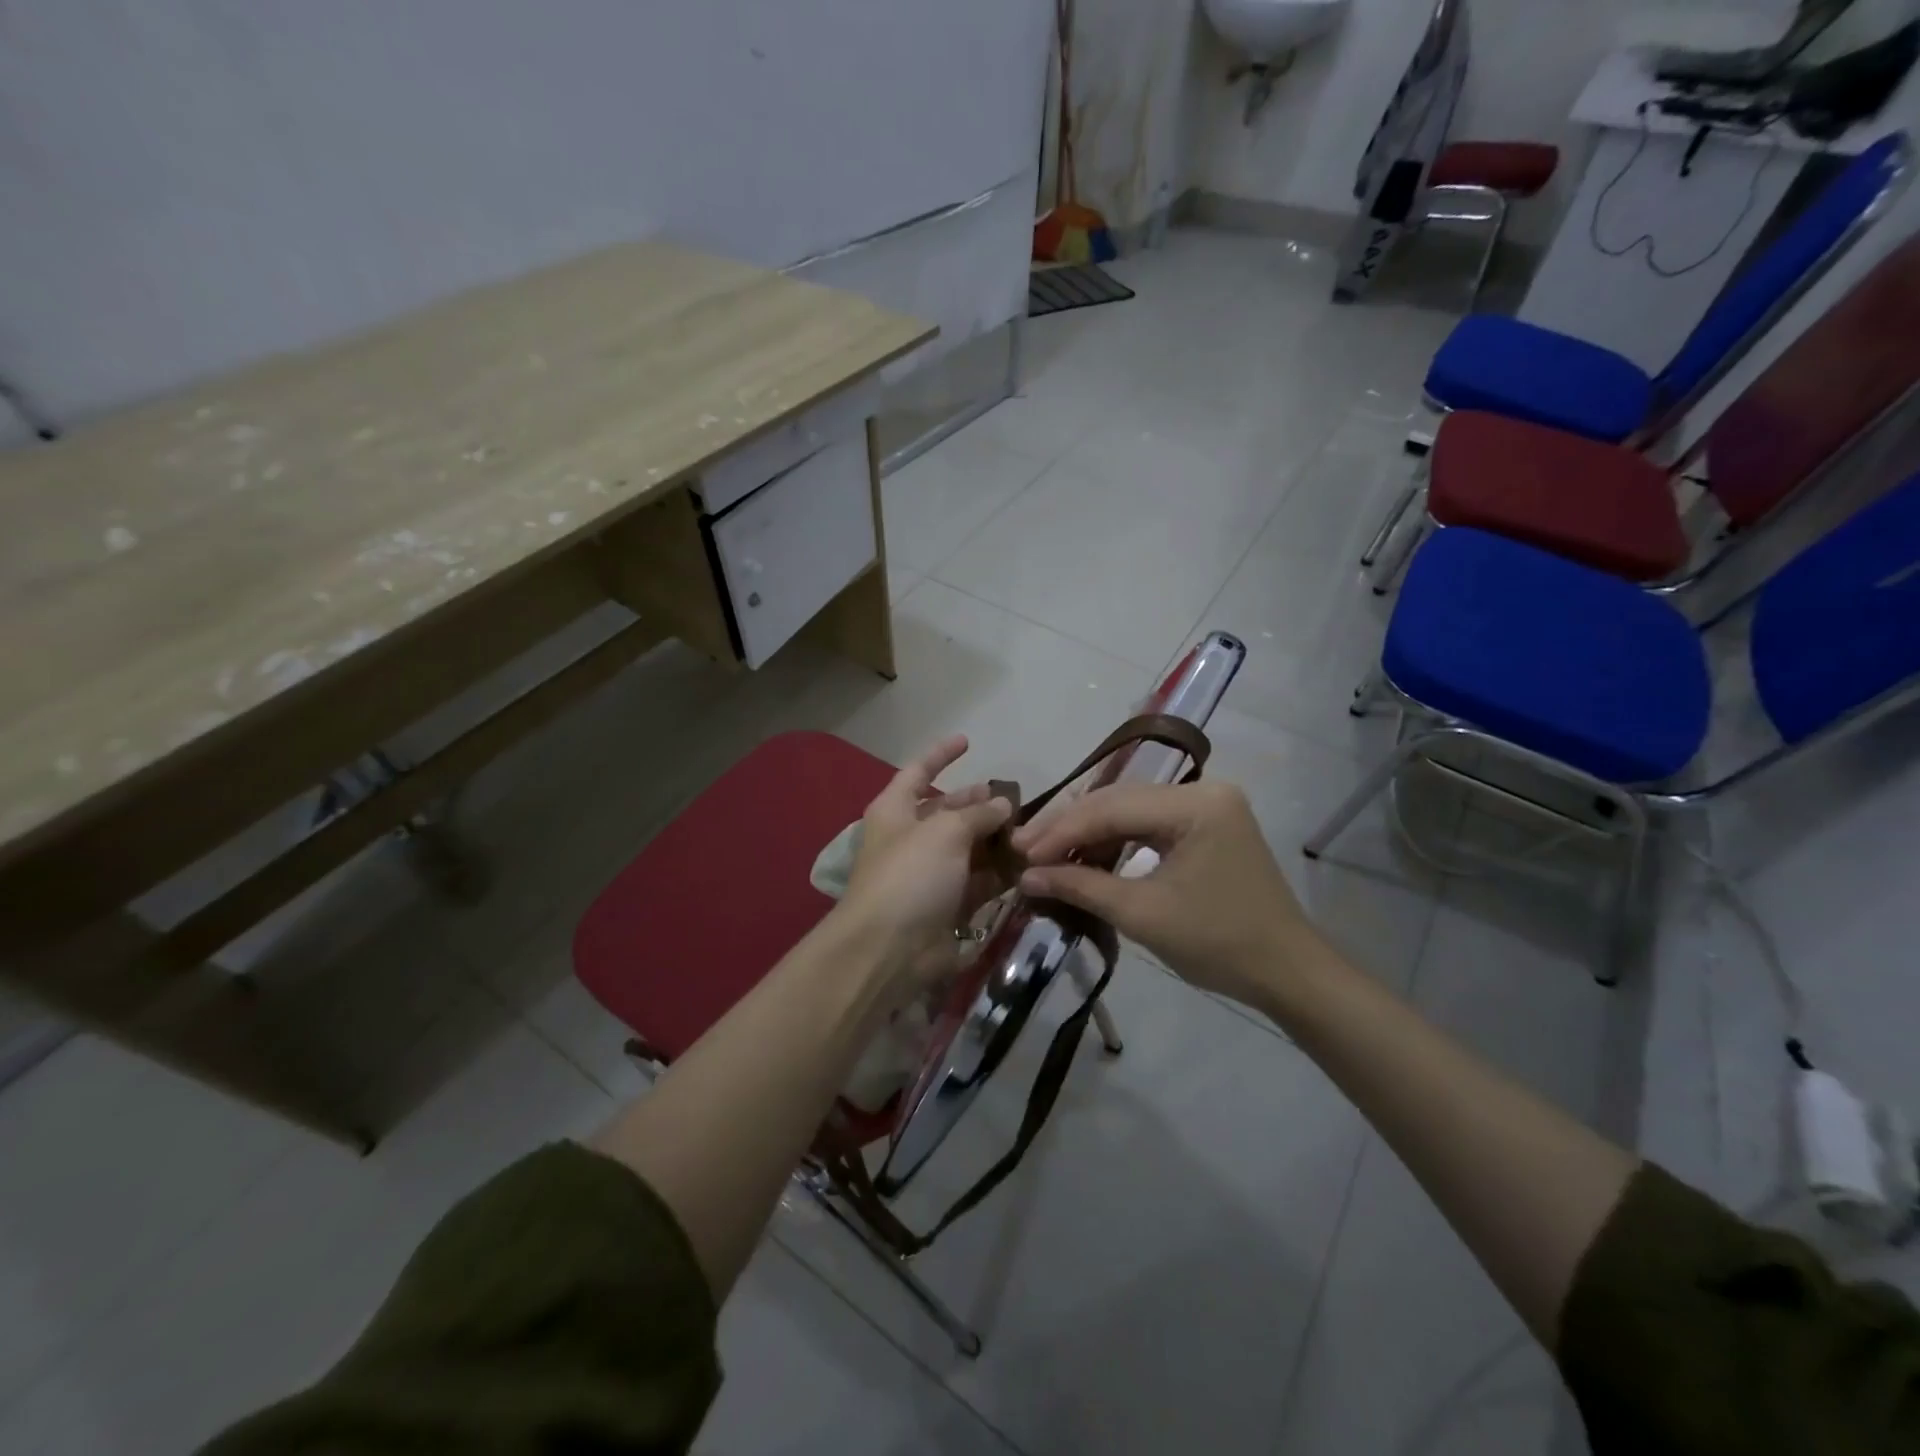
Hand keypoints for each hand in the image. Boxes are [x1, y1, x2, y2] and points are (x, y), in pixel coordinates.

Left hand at [840, 735, 1014, 976]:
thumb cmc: (910, 875)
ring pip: (967, 848)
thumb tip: (1001, 804)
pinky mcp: (947, 906)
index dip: (941, 754)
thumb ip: (978, 813)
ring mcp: (928, 874)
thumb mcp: (945, 832)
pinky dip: (999, 873)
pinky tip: (1026, 864)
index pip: (918, 771)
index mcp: (895, 811)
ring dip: (994, 839)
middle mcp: (910, 839)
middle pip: (947, 812)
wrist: (890, 950)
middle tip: (1014, 799)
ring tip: (1030, 830)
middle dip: (977, 803)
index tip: (968, 741)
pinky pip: (977, 881)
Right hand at [1011, 780, 1324, 1009]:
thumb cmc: (1219, 944)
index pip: (1112, 808)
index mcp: (1196, 804)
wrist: (1287, 973)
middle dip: (1070, 828)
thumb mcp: (1143, 914)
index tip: (1020, 853)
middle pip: (1119, 801)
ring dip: (1089, 834)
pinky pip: (1149, 824)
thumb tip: (1025, 877)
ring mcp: (1207, 806)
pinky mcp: (1207, 824)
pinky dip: (1115, 842)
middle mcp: (1203, 791)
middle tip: (1024, 850)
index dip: (1061, 831)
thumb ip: (1081, 887)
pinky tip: (1086, 858)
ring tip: (1046, 856)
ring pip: (1130, 810)